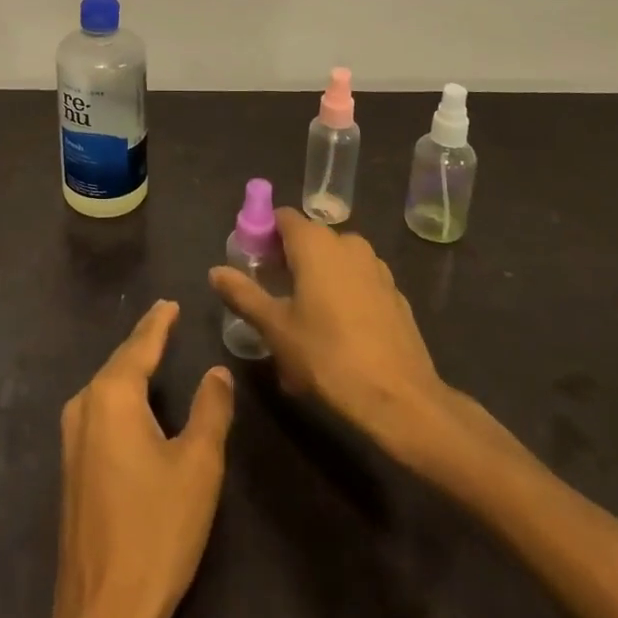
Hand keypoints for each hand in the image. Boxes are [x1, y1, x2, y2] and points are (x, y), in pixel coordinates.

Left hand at [16, 301, 234, 617]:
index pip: (140, 344)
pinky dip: (120, 394)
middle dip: (143, 340)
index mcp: (112, 395)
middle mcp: (85, 404)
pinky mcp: (70, 464)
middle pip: (119, 361)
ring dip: (130, 367)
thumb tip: (217, 371)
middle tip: (166, 320)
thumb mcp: (198, 467)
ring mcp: (71, 436)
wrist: (101, 609)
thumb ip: (210, 410)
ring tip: (153, 352)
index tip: (170, 302)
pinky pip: (99, 409)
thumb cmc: (155, 530)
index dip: (158, 322)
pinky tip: (133, 401)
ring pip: (106, 386)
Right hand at [209, 209, 514, 482]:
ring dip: (315, 281)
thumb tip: (215, 271)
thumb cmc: (328, 357)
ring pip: (334, 263)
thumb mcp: (275, 328)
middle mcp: (347, 243)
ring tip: (302, 322)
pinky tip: (336, 334)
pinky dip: (341, 296)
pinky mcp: (394, 293)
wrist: (401, 399)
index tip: (251, 263)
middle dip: (287, 262)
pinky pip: (357, 283)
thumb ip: (244, 294)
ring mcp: (376, 267)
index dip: (263, 234)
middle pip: (308, 240)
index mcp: (316, 243)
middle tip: (272, 297)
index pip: (282, 217)